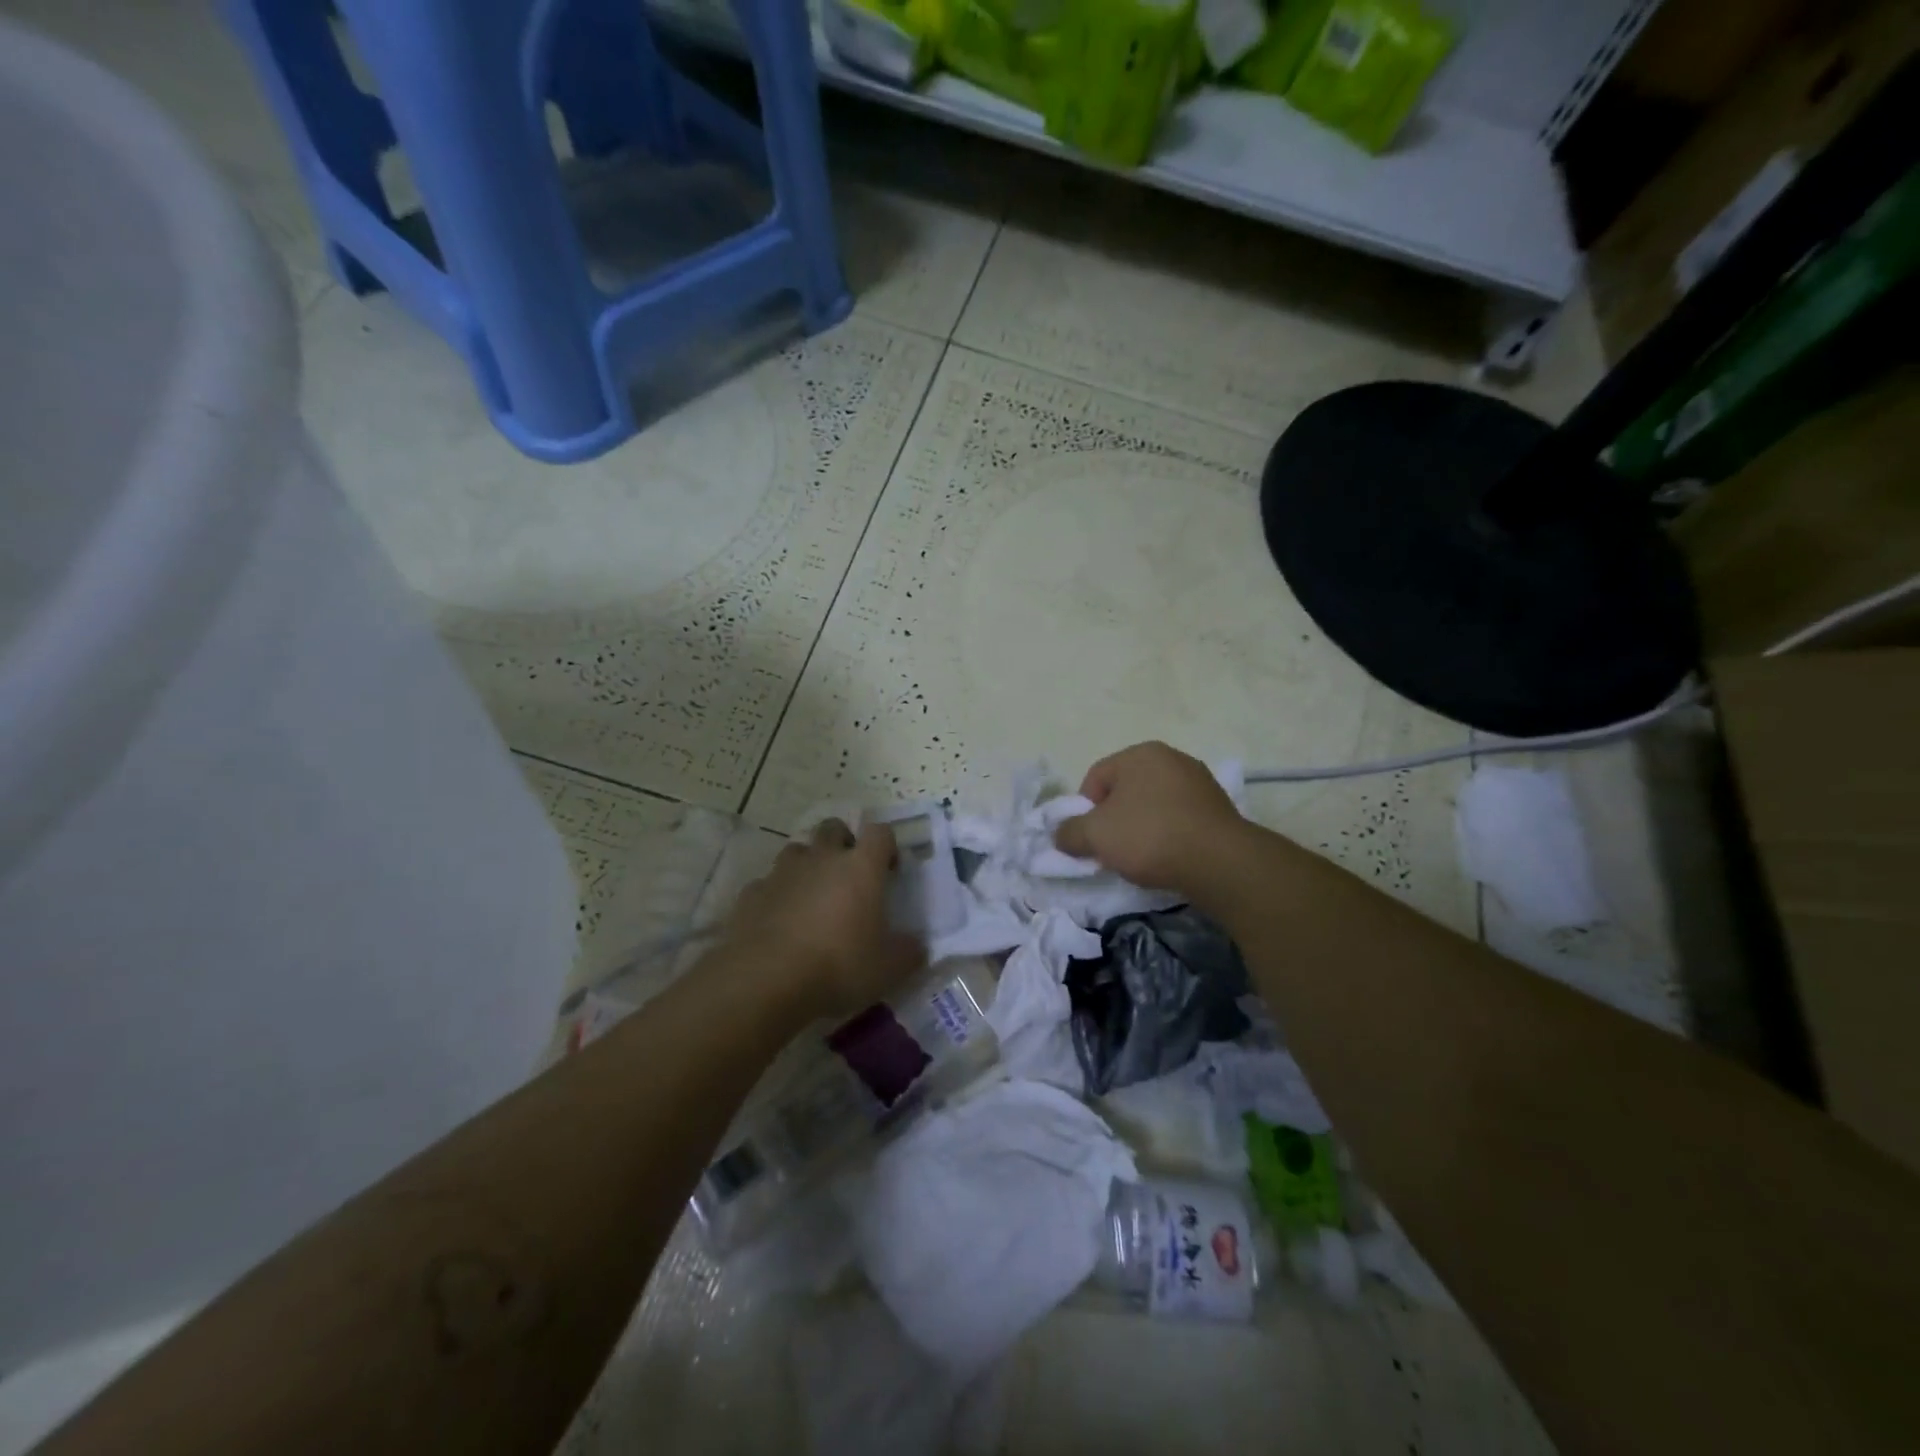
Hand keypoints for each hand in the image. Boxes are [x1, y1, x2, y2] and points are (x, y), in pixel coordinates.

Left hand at [725, 819, 926, 1019]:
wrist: (765, 981)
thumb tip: (917, 946)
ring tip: (812, 897)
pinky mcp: (751, 894)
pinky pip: (767, 884)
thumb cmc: (838, 966)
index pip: (880, 832)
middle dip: (843, 843)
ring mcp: (782, 873)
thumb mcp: (889, 969)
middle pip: (833, 827)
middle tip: (849, 876)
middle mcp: (821, 858)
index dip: (887, 845)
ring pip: (797, 850)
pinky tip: (778, 922)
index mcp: (861, 868)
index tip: (889, 870)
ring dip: (807, 865)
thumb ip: (908, 952)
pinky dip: (776, 896)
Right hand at [1052, 742, 1248, 895]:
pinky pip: (1180, 818)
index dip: (1084, 810)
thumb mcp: (1095, 835)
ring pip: (1154, 805)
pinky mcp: (1219, 807)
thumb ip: (1069, 832)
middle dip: (1114, 819)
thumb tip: (1061, 834)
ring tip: (1142, 858)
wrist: (1219, 862)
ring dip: (1142, 828)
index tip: (1090, 839)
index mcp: (1140, 753)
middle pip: (1126, 790)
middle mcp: (1172, 758)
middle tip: (1112, 849)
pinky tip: (1169, 857)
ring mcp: (1199, 782)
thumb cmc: (1149, 836)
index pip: (1096, 778)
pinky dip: (1169, 835)